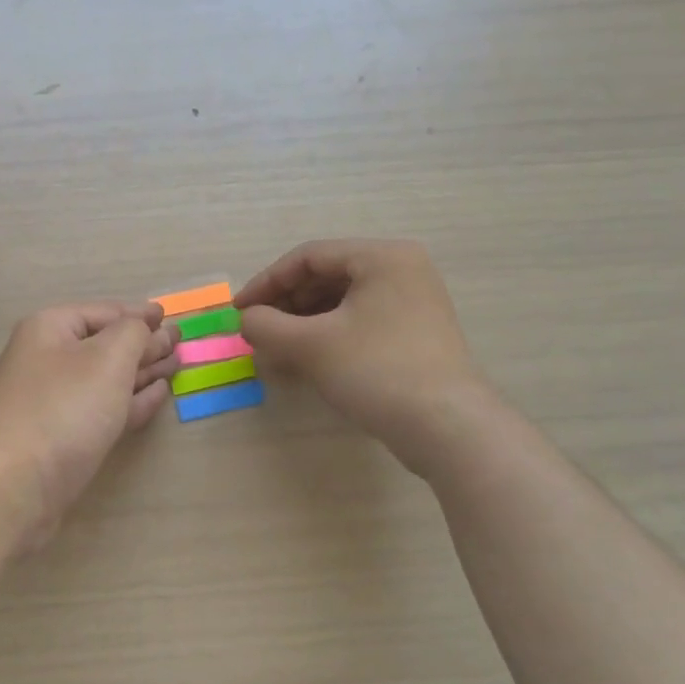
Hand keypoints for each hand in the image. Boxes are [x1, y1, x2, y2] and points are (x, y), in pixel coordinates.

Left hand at [0, 302, 179, 548]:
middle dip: (143, 343)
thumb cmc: (65, 407)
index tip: (168, 316)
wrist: (18, 483)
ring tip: (175, 366)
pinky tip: (157, 395)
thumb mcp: (108, 358)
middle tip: (179, 343)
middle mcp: (48, 358)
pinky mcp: (63, 435)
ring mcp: (53, 400)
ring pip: (106, 378)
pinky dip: (131, 400)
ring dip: (142, 371)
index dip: (138, 313)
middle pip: (104, 344)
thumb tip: (143, 327)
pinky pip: (103, 408)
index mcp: (50, 328)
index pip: (104, 312)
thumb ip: (134, 333)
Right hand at [236, 239, 488, 473]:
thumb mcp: (310, 345)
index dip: (266, 282)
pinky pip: (360, 321)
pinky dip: (327, 334)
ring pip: (342, 301)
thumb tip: (247, 320)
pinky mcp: (415, 333)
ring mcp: (413, 302)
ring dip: (303, 320)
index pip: (309, 257)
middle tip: (257, 330)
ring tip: (277, 346)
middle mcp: (402, 269)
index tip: (239, 310)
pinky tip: (307, 358)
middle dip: (286, 303)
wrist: (446, 426)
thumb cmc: (375, 371)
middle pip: (327, 275)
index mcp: (382, 257)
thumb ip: (266, 325)